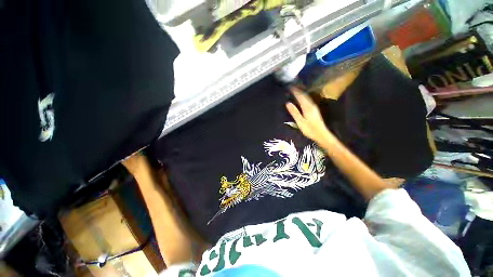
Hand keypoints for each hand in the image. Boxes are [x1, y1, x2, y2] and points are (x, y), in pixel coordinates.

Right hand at [286, 87, 333, 146]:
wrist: (321, 134)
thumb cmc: (309, 129)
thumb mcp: (300, 121)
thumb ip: (294, 112)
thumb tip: (288, 103)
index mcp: (307, 107)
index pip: (300, 96)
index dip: (295, 91)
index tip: (290, 86)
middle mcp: (311, 105)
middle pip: (304, 95)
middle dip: (298, 91)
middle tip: (292, 88)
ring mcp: (314, 107)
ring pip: (307, 98)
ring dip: (301, 94)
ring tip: (295, 91)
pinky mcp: (314, 110)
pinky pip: (308, 101)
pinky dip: (303, 98)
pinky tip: (301, 99)